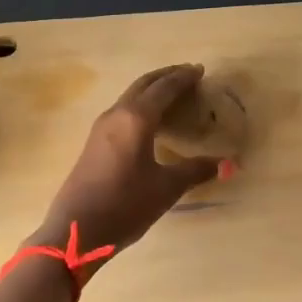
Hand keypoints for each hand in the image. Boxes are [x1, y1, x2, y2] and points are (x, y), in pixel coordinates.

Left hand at [32, 64, 222, 264]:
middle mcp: (117, 114)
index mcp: (136, 119)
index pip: (164, 88)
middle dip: (166, 76)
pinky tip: (150, 120)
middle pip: (144, 85)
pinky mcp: (94, 142)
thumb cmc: (124, 205)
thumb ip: (195, 171)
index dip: (183, 78)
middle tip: (188, 74)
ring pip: (131, 96)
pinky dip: (141, 105)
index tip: (200, 70)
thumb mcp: (166, 189)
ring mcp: (101, 127)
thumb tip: (225, 163)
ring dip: (152, 90)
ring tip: (173, 94)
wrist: (75, 231)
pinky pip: (123, 111)